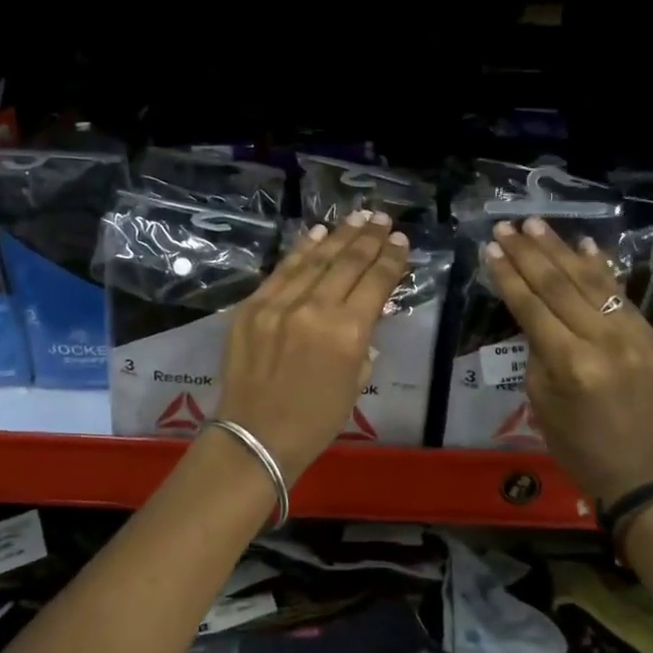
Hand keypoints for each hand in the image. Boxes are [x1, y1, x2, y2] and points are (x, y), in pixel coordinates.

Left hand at [214, 212, 412, 481]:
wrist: (255, 436)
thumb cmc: (315, 420)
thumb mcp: (355, 382)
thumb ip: (363, 341)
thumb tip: (365, 314)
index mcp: (347, 333)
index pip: (375, 282)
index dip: (391, 258)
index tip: (401, 240)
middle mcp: (315, 309)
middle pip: (347, 262)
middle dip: (368, 238)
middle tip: (382, 219)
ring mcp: (279, 304)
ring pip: (315, 258)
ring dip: (339, 235)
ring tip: (357, 217)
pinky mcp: (252, 305)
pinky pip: (282, 270)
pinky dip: (302, 249)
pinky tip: (318, 233)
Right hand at [485, 218, 652, 500]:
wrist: (633, 466)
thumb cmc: (571, 439)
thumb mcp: (538, 393)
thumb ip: (537, 344)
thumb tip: (533, 302)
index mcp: (571, 364)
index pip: (533, 306)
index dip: (508, 275)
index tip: (490, 248)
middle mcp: (606, 343)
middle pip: (561, 286)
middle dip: (529, 253)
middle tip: (507, 227)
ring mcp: (636, 337)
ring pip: (592, 282)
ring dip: (561, 250)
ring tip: (536, 225)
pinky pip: (621, 295)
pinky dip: (601, 268)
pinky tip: (583, 244)